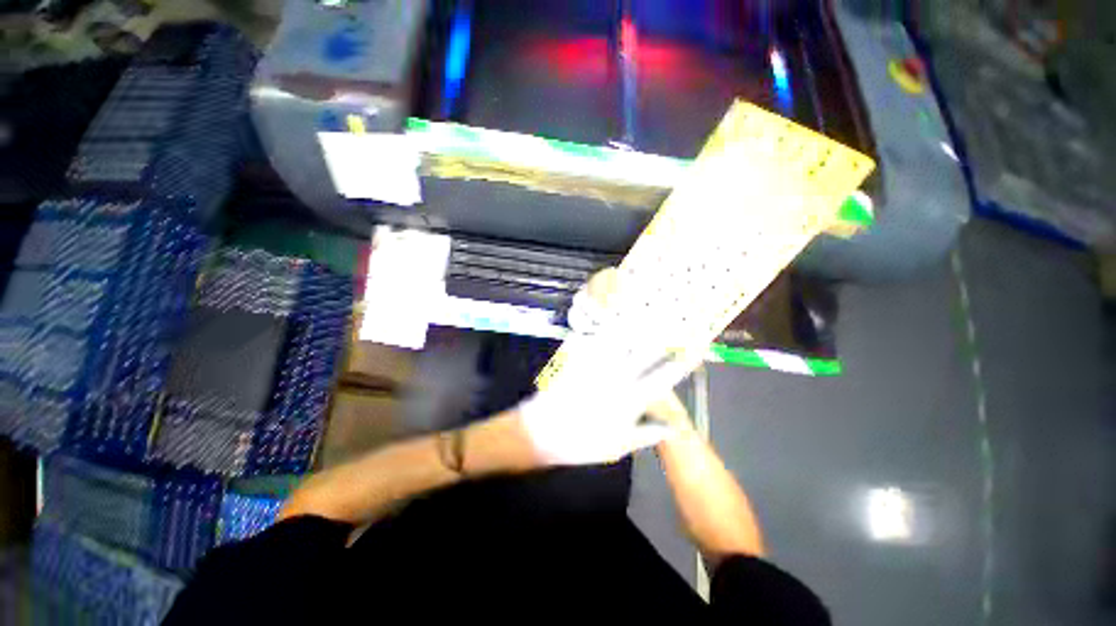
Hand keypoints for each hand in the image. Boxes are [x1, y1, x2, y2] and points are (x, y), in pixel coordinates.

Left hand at [518, 269, 701, 465]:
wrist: (543, 431)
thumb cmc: (582, 443)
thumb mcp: (619, 446)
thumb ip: (647, 433)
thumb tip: (674, 427)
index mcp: (630, 398)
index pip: (662, 378)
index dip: (679, 364)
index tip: (693, 352)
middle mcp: (616, 375)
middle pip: (645, 351)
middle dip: (661, 336)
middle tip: (674, 324)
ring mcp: (596, 363)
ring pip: (620, 338)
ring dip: (635, 325)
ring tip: (646, 314)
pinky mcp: (578, 356)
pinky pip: (593, 336)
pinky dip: (603, 325)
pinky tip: (610, 316)